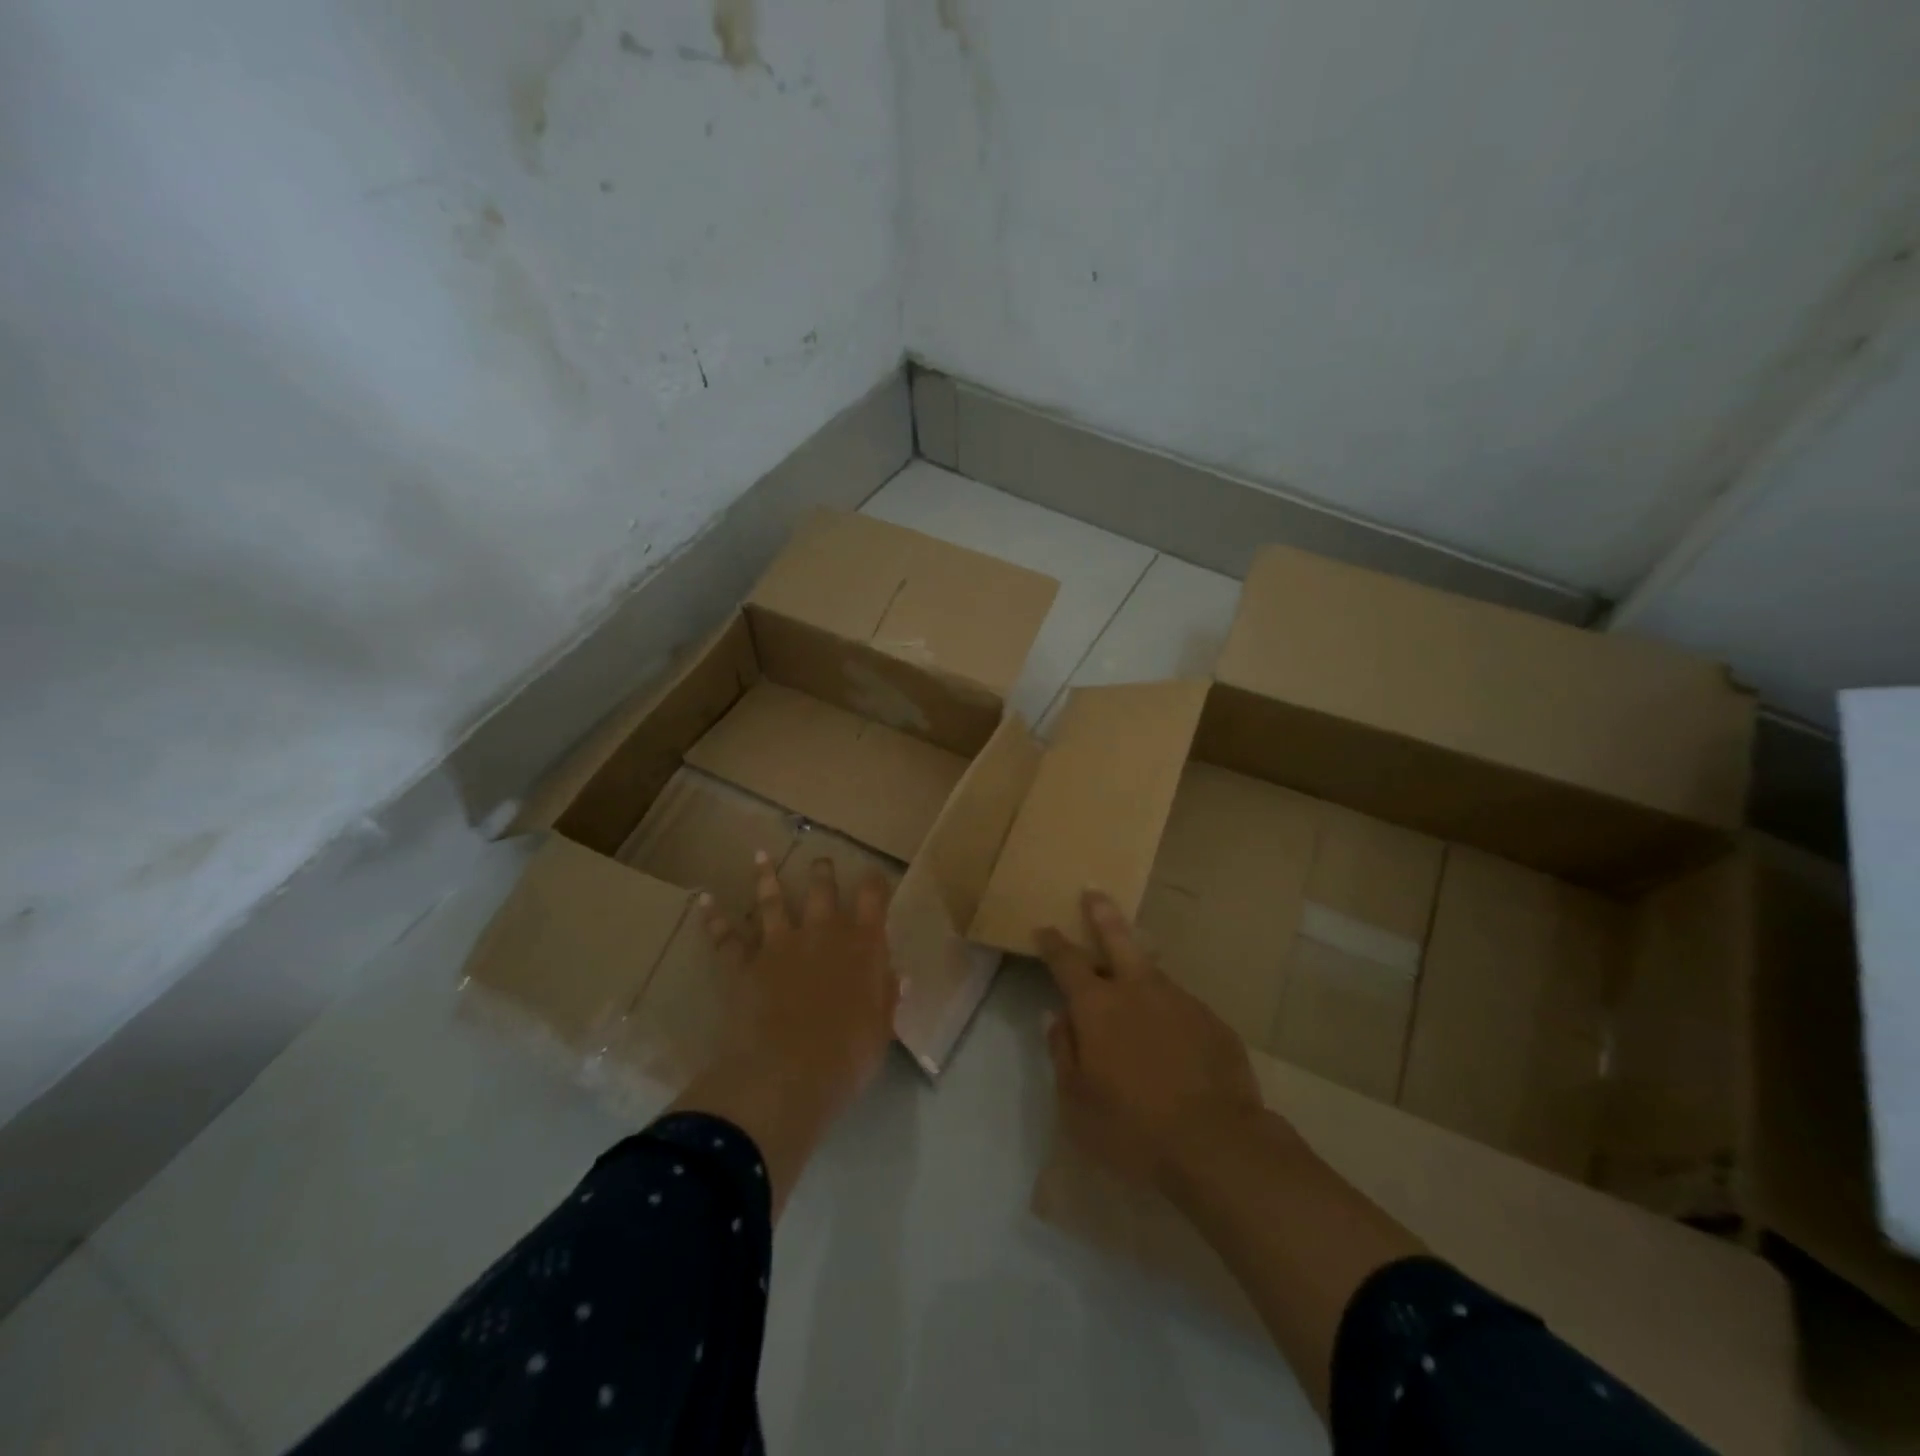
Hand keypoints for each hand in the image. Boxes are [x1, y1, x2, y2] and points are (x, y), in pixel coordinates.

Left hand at [670, 851, 899, 1216]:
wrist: (787, 1075)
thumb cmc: (847, 1056)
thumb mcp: (881, 1029)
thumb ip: (887, 996)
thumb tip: (898, 975)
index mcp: (862, 944)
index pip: (872, 897)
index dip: (874, 883)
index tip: (874, 877)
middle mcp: (821, 932)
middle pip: (821, 888)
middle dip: (822, 872)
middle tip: (821, 861)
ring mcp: (779, 944)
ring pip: (772, 900)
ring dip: (766, 877)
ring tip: (760, 857)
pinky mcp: (743, 964)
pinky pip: (726, 937)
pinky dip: (714, 918)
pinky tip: (704, 899)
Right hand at [1038, 891, 1266, 1193]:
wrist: (1217, 1143)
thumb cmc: (1132, 1127)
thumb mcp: (1076, 1101)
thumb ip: (1062, 1052)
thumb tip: (1055, 1017)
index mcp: (1097, 1006)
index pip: (1067, 962)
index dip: (1053, 944)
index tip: (1044, 928)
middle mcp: (1138, 990)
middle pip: (1116, 938)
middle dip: (1101, 914)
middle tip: (1094, 892)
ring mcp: (1179, 1001)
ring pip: (1152, 972)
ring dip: (1137, 966)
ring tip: (1132, 975)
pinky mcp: (1212, 1021)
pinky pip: (1180, 1007)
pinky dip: (1167, 1011)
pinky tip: (1171, 1035)